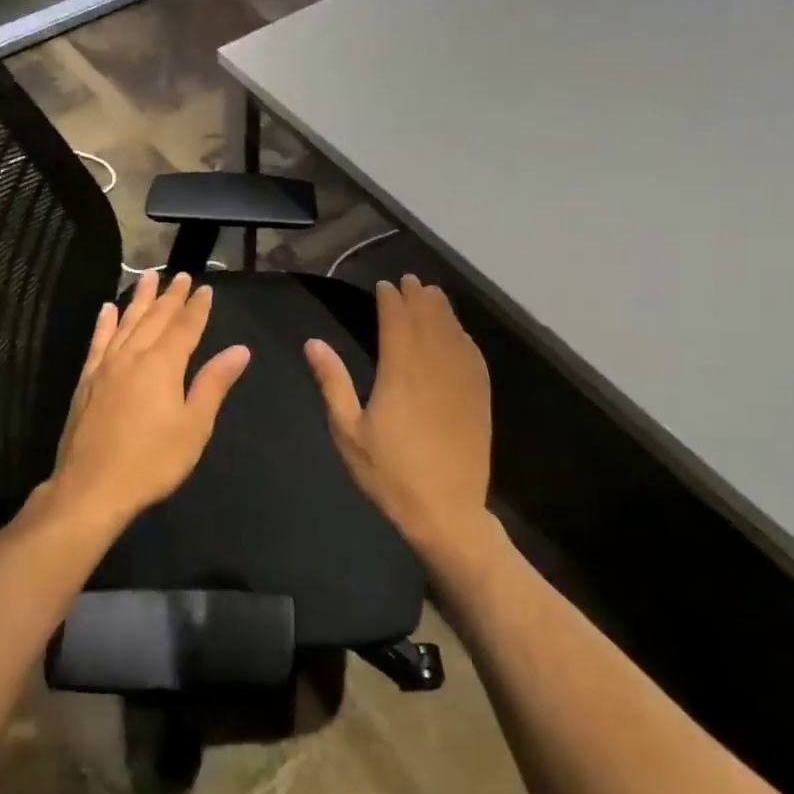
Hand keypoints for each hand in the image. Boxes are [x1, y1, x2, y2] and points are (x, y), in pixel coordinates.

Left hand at [46, 270, 250, 531]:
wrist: (91, 487)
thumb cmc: (152, 460)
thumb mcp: (194, 425)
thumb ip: (214, 383)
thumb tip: (240, 350)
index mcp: (164, 364)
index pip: (185, 327)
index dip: (197, 307)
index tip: (206, 289)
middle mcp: (134, 355)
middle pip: (155, 318)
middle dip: (171, 296)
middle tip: (181, 276)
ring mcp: (106, 366)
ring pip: (126, 322)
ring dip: (139, 299)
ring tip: (148, 277)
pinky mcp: (86, 380)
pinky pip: (98, 341)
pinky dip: (105, 323)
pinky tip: (107, 309)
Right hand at [305, 275, 491, 558]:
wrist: (446, 511)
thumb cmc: (389, 473)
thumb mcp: (348, 431)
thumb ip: (333, 382)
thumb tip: (314, 343)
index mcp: (400, 372)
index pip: (397, 321)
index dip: (391, 300)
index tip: (385, 286)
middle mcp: (434, 367)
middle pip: (428, 319)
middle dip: (418, 297)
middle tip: (410, 281)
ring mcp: (461, 381)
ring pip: (453, 332)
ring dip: (442, 310)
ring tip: (432, 294)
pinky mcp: (479, 397)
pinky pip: (473, 355)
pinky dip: (463, 336)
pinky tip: (458, 333)